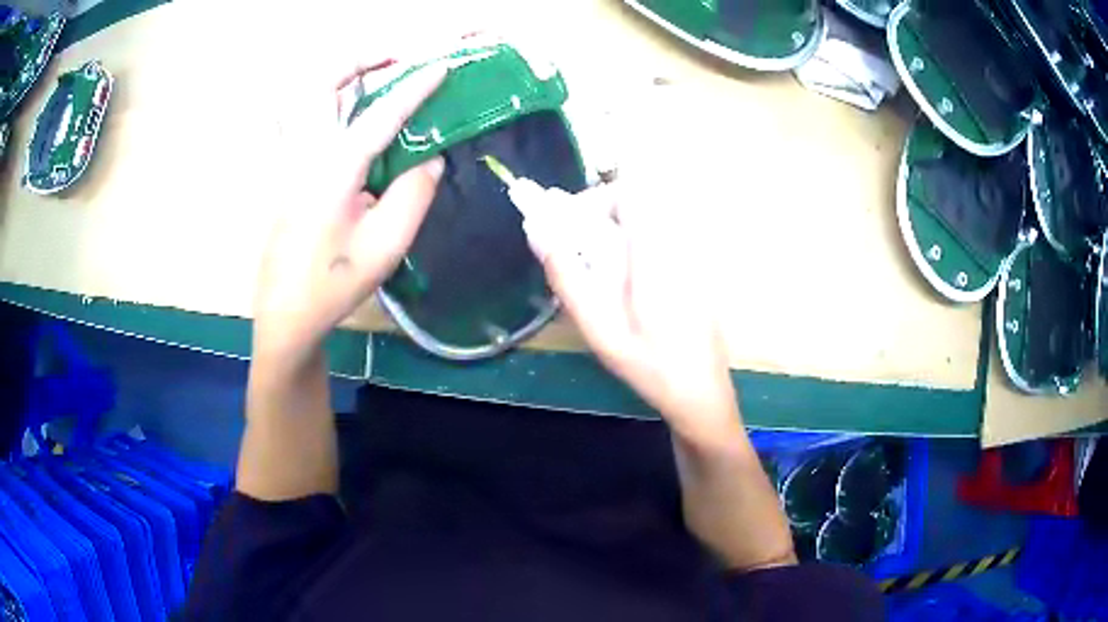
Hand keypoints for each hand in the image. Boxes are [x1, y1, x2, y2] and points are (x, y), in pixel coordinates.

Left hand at [252, 64, 445, 371]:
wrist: (286, 313)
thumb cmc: (334, 284)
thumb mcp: (386, 246)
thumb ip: (414, 194)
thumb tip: (432, 158)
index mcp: (333, 170)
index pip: (380, 114)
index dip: (415, 87)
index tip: (441, 67)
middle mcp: (305, 154)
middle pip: (321, 85)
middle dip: (357, 61)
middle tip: (391, 60)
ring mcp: (287, 162)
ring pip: (303, 98)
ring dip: (336, 78)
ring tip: (368, 79)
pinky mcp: (283, 174)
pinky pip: (299, 119)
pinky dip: (322, 102)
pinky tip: (343, 116)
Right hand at [528, 184, 742, 443]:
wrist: (701, 392)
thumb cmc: (650, 364)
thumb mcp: (598, 327)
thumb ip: (567, 276)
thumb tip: (538, 231)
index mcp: (657, 252)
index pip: (633, 190)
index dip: (599, 197)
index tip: (575, 223)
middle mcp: (679, 243)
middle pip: (639, 200)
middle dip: (601, 214)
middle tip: (578, 248)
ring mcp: (693, 256)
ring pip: (649, 219)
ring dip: (616, 231)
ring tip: (596, 267)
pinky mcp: (697, 269)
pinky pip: (662, 238)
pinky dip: (635, 246)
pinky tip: (625, 284)